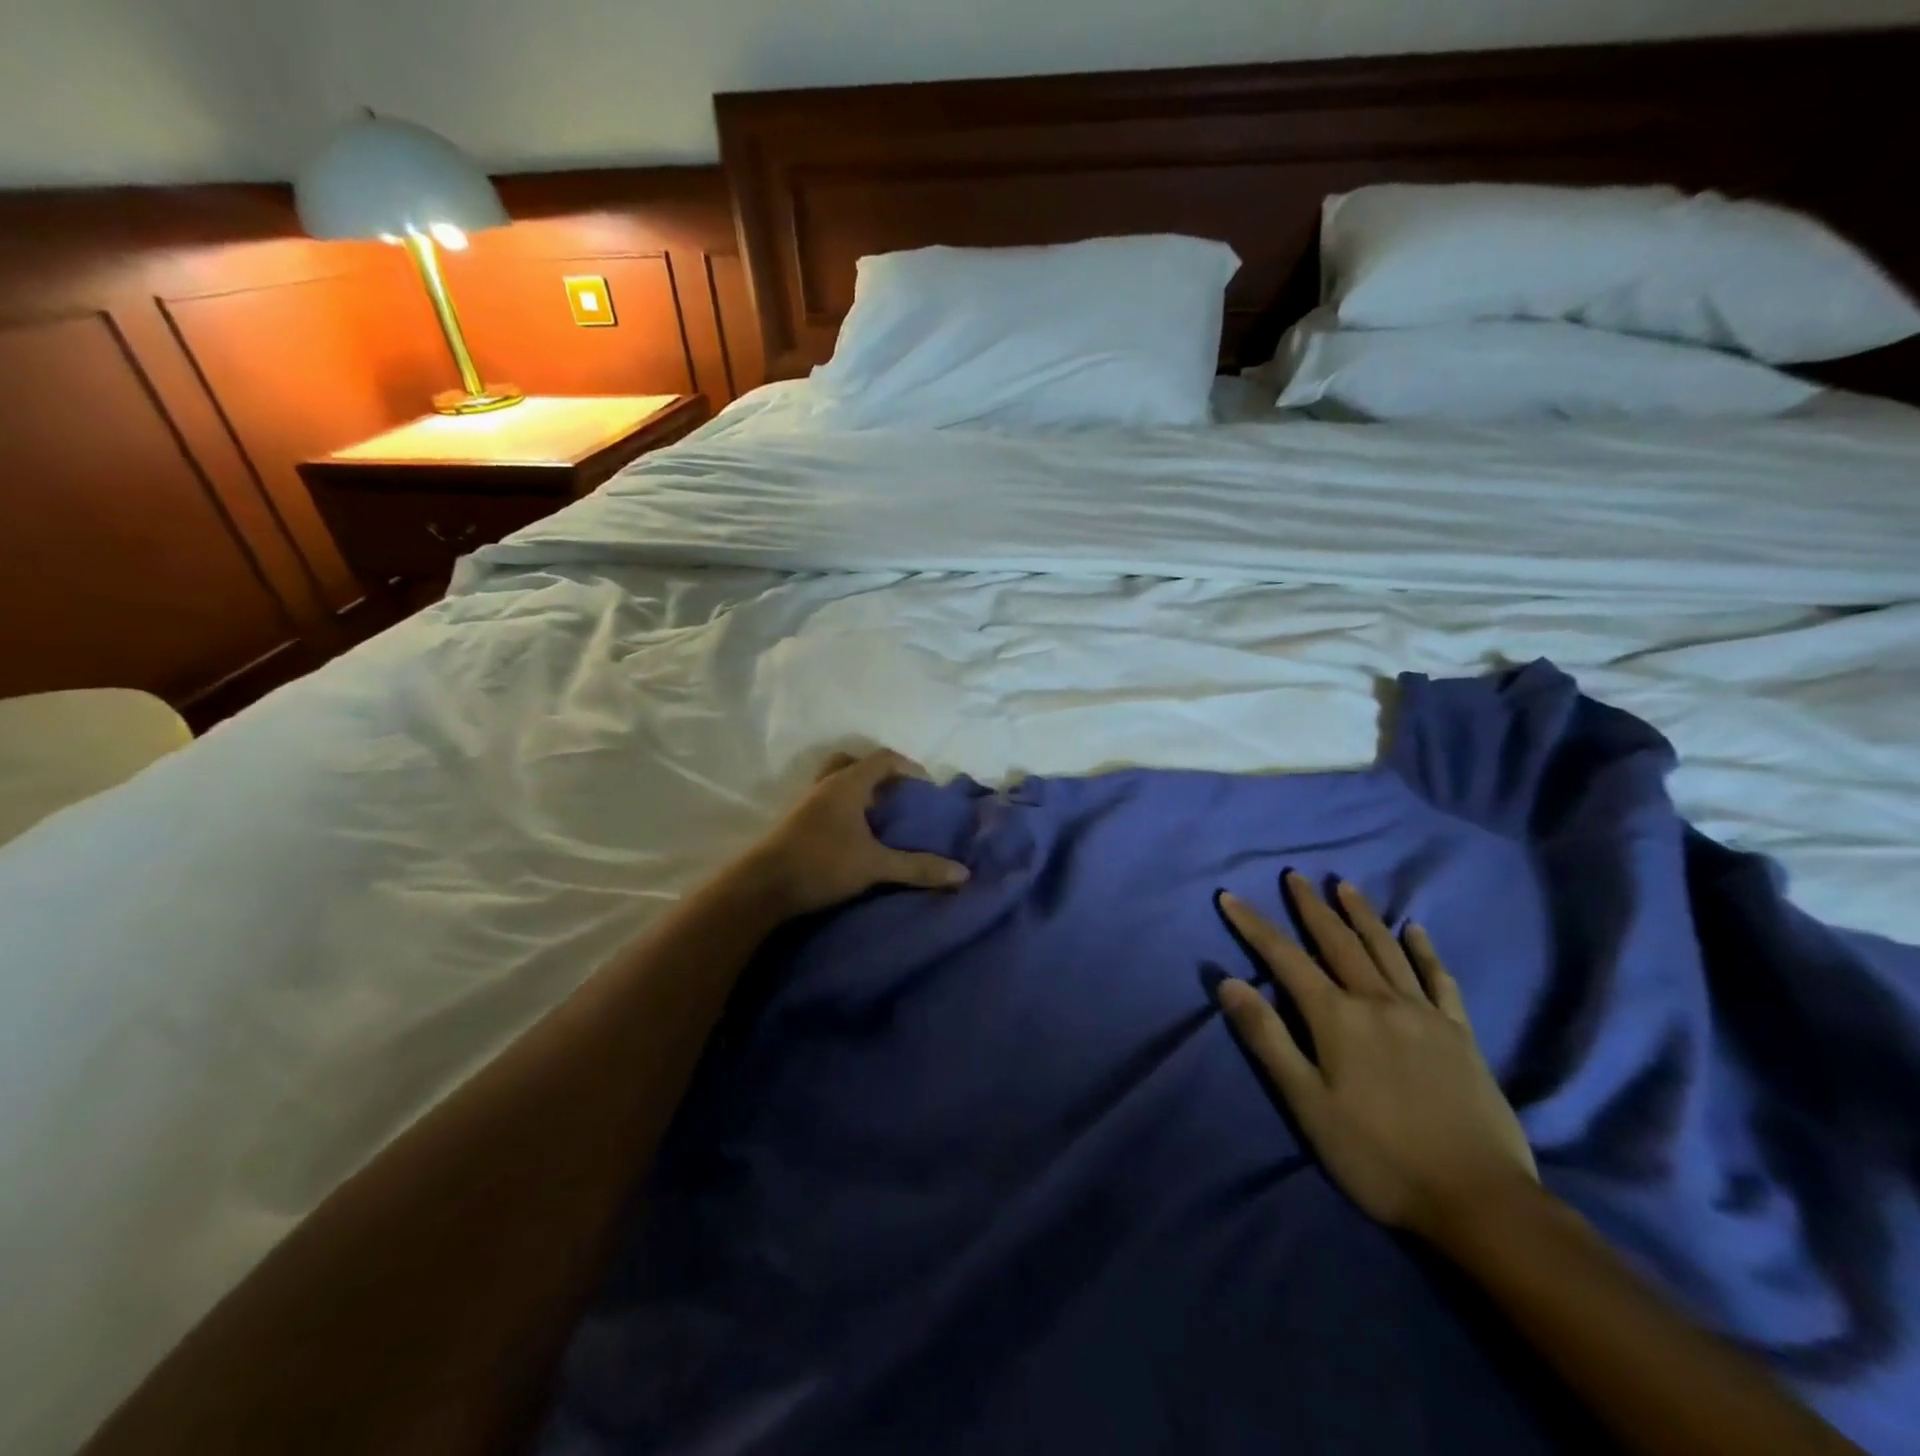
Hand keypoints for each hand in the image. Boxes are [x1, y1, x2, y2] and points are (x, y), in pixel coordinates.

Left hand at [741, 749, 969, 918]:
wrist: (762, 887)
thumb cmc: (821, 863)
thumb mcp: (875, 866)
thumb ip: (918, 867)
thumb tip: (962, 873)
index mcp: (847, 784)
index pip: (883, 758)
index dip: (908, 767)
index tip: (926, 787)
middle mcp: (826, 785)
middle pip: (853, 763)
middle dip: (878, 774)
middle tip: (897, 796)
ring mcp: (806, 803)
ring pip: (836, 782)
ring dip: (858, 792)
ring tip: (878, 817)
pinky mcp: (795, 823)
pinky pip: (825, 803)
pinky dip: (843, 809)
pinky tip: (854, 836)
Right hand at [1216, 872, 1536, 1241]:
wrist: (1480, 1201)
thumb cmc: (1378, 1157)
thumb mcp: (1307, 1104)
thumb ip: (1268, 1038)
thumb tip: (1228, 982)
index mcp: (1337, 1018)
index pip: (1284, 958)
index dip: (1254, 925)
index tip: (1230, 896)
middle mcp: (1378, 1002)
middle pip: (1338, 942)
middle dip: (1311, 907)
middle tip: (1295, 876)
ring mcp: (1424, 1015)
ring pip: (1386, 950)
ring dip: (1362, 915)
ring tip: (1344, 886)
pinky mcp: (1460, 1035)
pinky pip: (1439, 979)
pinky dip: (1424, 951)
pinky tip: (1416, 930)